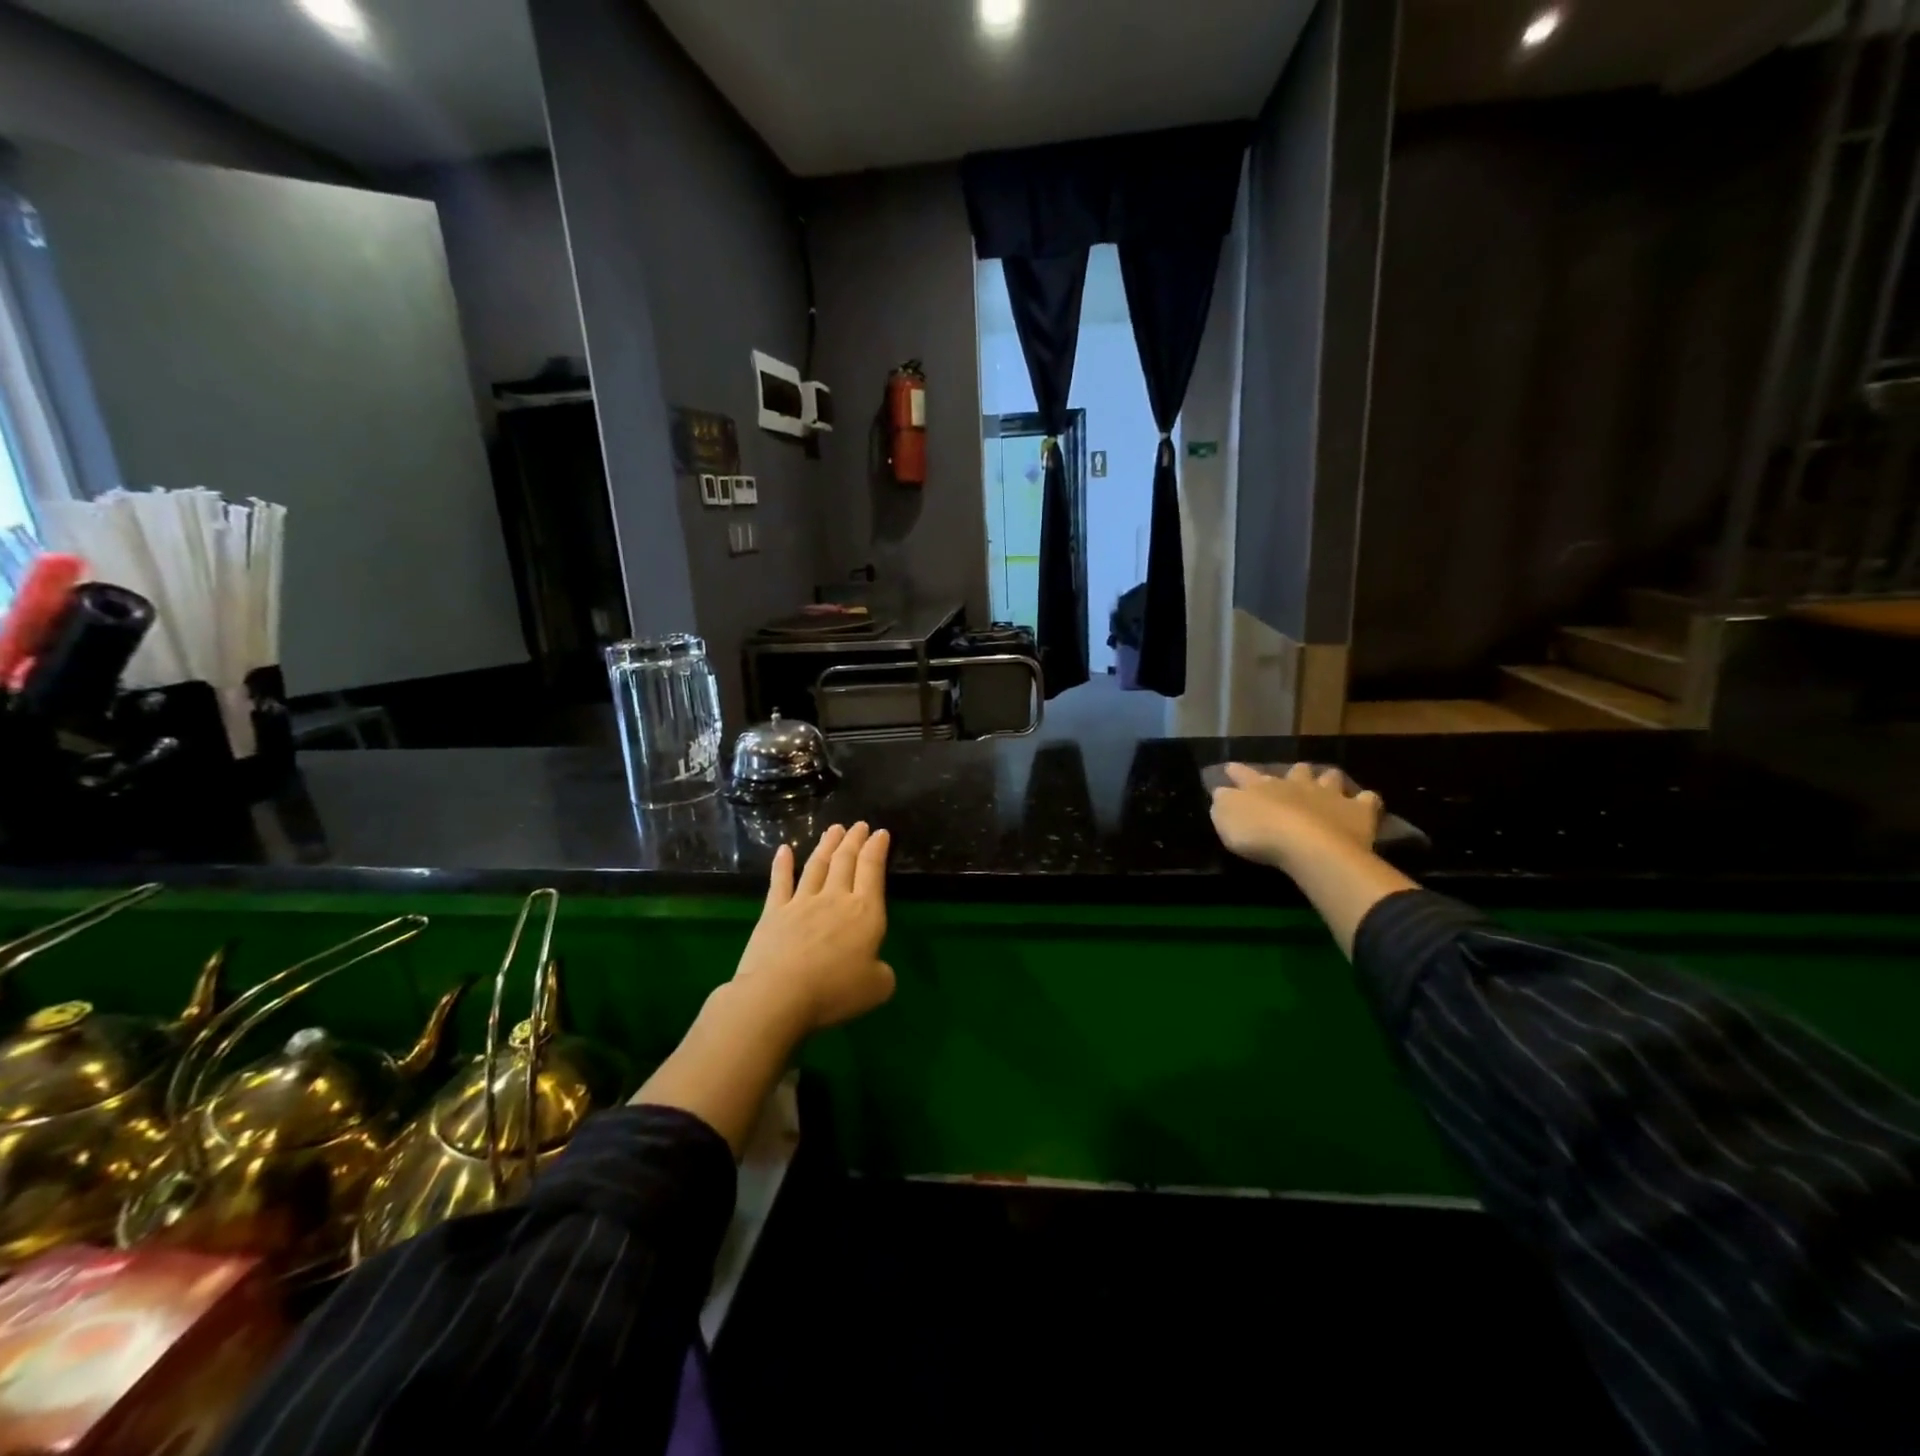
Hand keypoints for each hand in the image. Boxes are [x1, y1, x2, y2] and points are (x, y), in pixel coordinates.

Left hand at [731, 823, 894, 1033]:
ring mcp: (802, 902)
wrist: (779, 995)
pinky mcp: (774, 912)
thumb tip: (877, 968)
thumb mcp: (877, 987)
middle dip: (854, 841)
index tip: (880, 832)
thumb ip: (882, 972)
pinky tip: (784, 850)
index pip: (873, 870)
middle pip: (845, 861)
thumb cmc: (834, 991)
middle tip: (859, 825)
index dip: (877, 849)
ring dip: (827, 845)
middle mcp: (835, 898)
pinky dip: (782, 864)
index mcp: (865, 912)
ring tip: (834, 829)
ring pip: (817, 865)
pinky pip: (780, 882)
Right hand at [1209, 762, 1383, 871]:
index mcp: (1262, 786)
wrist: (1308, 846)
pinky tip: (1365, 804)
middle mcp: (1296, 784)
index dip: (1236, 771)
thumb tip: (1222, 792)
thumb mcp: (1225, 818)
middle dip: (1294, 773)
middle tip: (1293, 777)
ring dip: (1328, 780)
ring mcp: (1329, 795)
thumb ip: (1224, 803)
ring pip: (1331, 778)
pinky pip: (1367, 800)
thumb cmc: (1260, 833)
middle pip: (1296, 771)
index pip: (1244, 774)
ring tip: (1329, 786)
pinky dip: (1365, 801)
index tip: (1230, 767)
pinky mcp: (1358, 812)